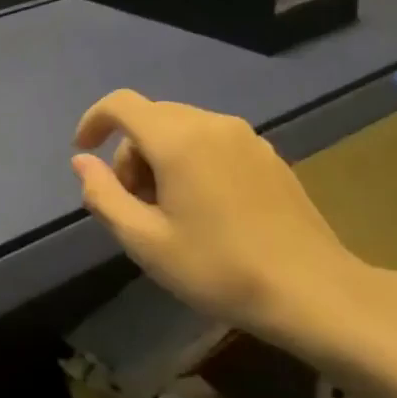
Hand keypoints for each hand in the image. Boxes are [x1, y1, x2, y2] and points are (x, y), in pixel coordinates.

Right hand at [71, 89, 371, 347]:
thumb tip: (82, 161)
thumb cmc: (219, 268)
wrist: (314, 293)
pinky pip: (212, 141)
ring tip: (168, 210)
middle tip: (132, 203)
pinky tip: (204, 207)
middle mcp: (211, 124)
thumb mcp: (145, 241)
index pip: (120, 104)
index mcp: (177, 139)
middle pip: (151, 118)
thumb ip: (104, 195)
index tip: (84, 152)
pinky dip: (192, 160)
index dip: (94, 121)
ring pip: (182, 129)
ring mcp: (246, 137)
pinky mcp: (268, 155)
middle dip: (129, 152)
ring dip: (160, 157)